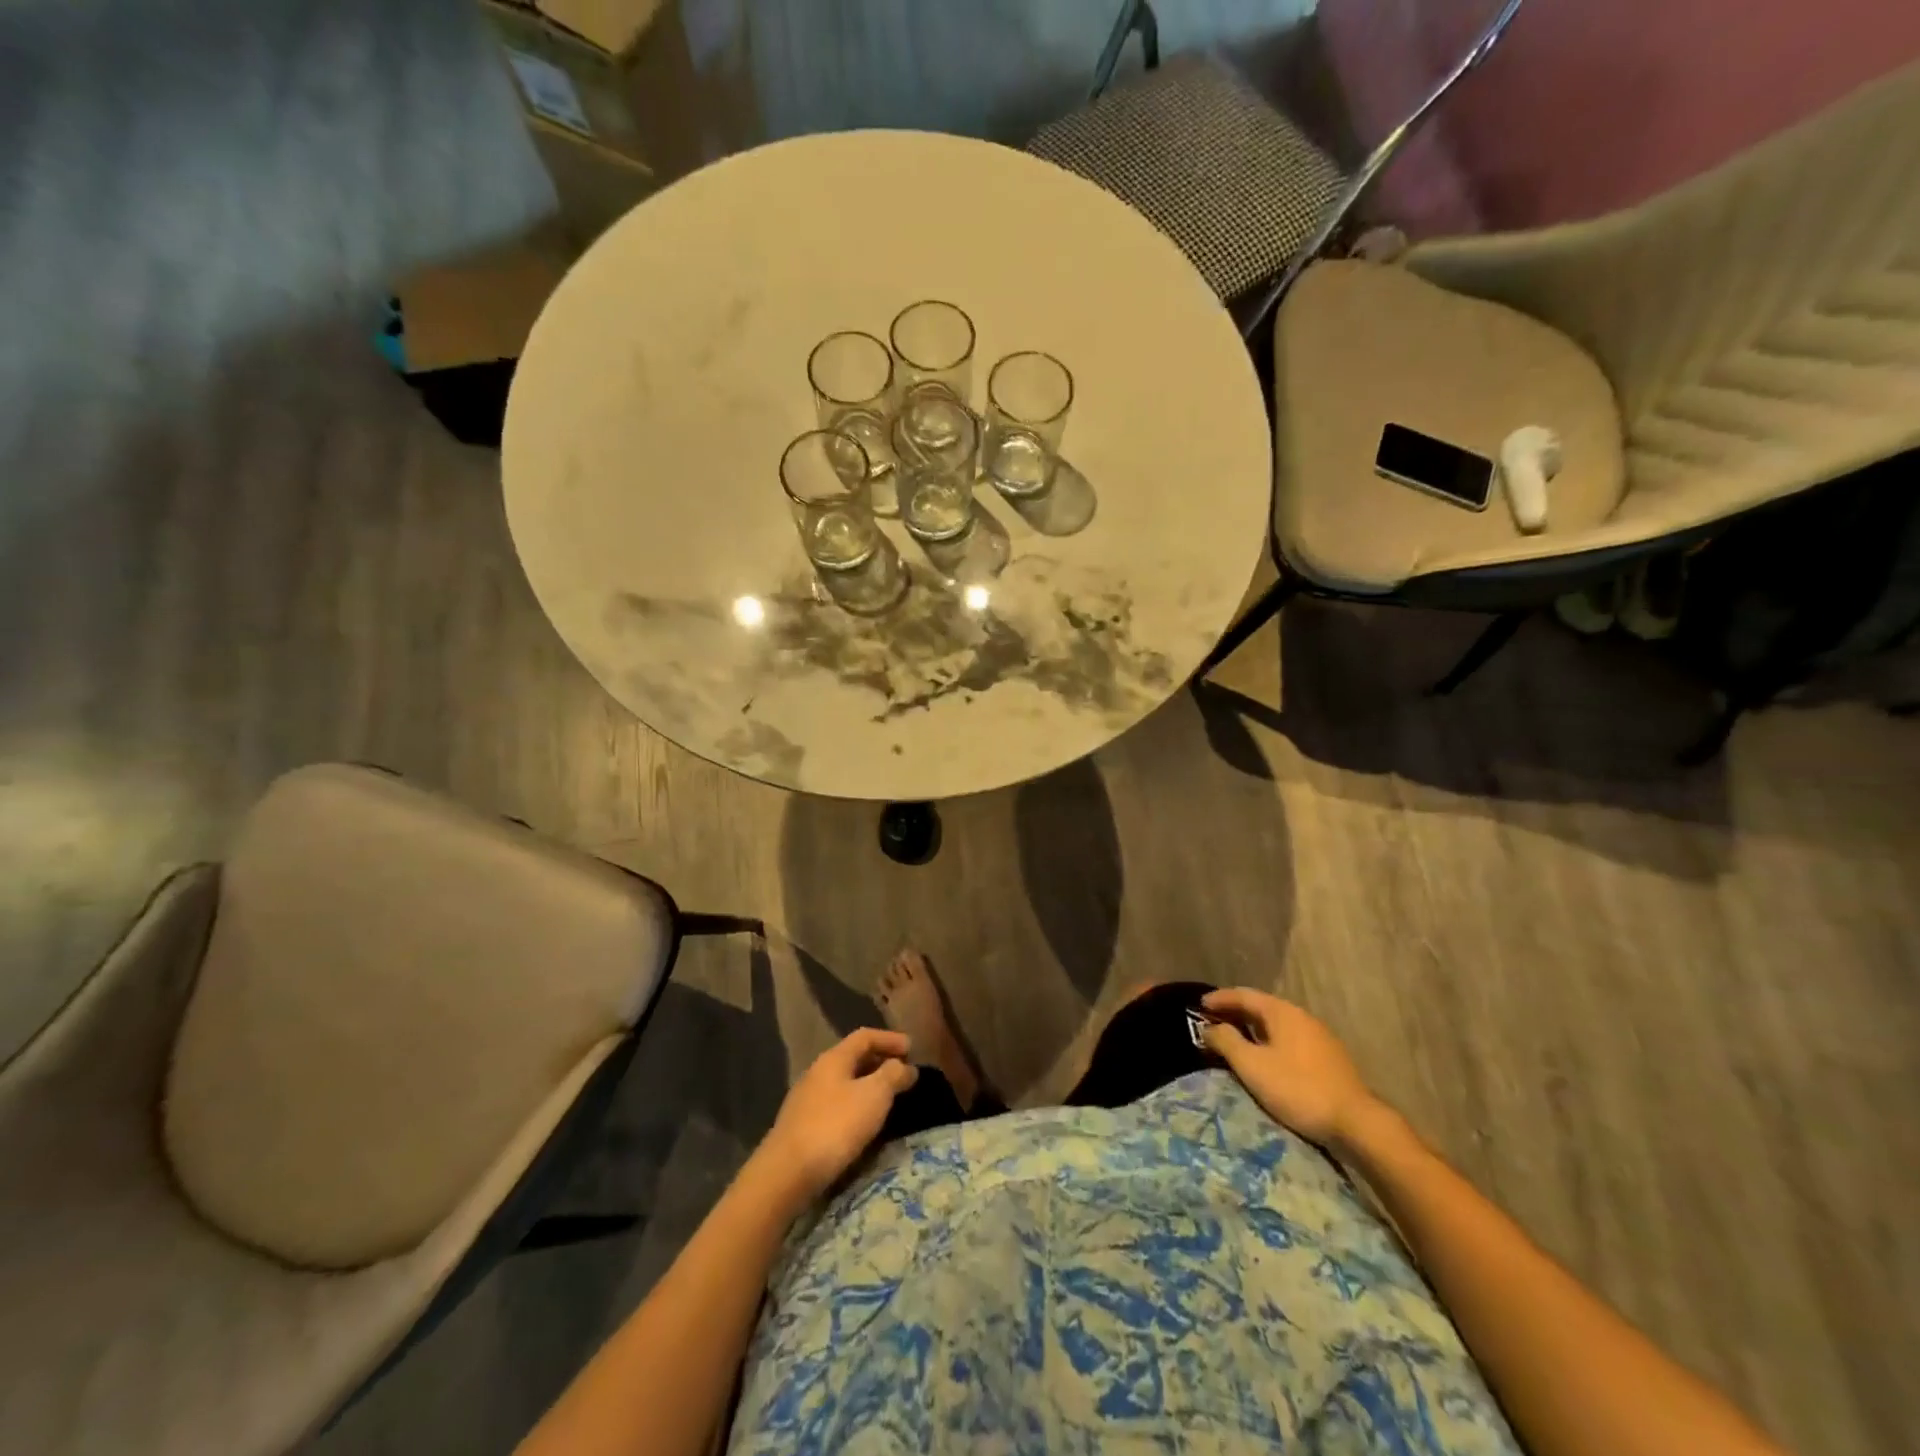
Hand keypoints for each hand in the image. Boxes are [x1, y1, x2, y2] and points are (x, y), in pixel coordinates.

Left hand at [754, 1028, 917, 1206]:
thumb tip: (906, 1066)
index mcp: (834, 1058)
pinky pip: (836, 1104)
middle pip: (853, 1058)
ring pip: (844, 1082)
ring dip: (868, 1085)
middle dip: (880, 1062)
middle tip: (904, 1074)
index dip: (890, 1039)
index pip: (865, 1037)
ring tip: (889, 1099)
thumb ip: (893, 1075)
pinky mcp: (802, 1125)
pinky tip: (863, 1123)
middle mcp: (817, 1072)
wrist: (786, 1173)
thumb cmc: (835, 1126)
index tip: (912, 1049)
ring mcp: (807, 1099)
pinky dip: (856, 1104)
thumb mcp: (874, 1096)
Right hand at [1201, 988, 1383, 1145]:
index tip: (1199, 1005)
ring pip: (1277, 1024)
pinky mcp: (1328, 1057)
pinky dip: (1270, 1040)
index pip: (1244, 995)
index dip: (1220, 998)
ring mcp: (1319, 1036)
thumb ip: (1227, 1042)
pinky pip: (1289, 1039)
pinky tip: (1266, 1057)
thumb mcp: (1253, 1066)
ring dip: (1253, 1028)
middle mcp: (1301, 1016)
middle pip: (1261, 1007)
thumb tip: (1209, 1027)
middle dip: (1235, 1012)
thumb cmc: (1298, 1088)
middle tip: (1213, 1021)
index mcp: (1282, 1012)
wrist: (1357, 1123)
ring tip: (1235, 1039)